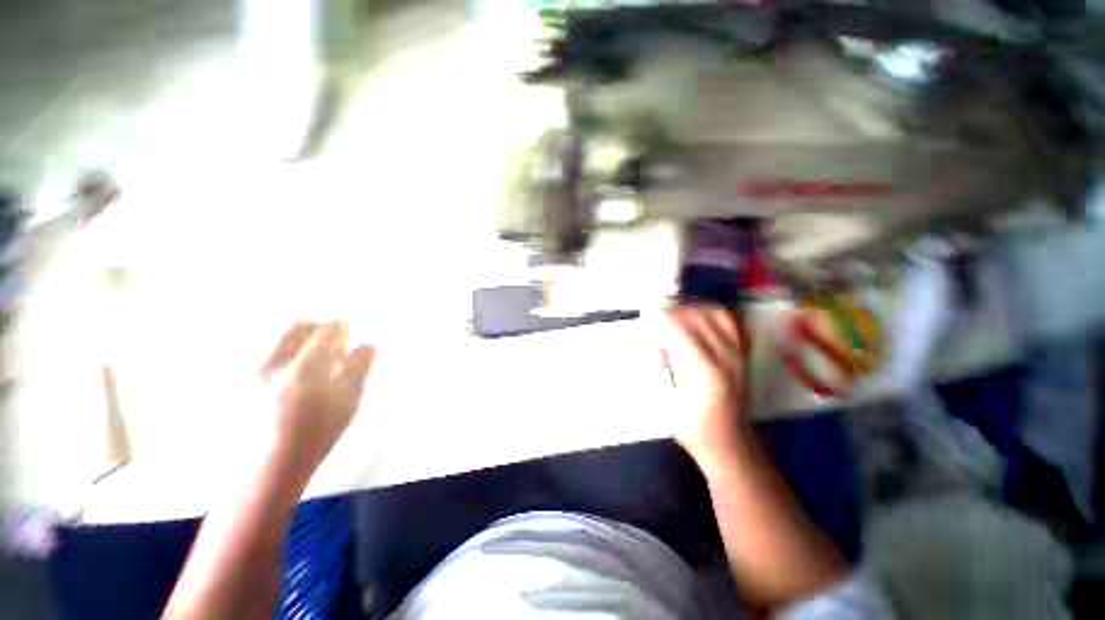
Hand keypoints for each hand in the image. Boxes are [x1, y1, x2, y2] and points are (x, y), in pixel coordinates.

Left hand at [259, 321, 375, 471]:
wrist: (265, 469)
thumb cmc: (314, 436)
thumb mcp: (347, 403)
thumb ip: (358, 369)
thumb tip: (368, 345)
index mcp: (305, 369)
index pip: (327, 331)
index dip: (341, 327)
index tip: (349, 332)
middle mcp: (272, 364)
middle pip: (295, 327)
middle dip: (316, 328)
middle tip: (329, 343)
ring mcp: (250, 373)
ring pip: (278, 340)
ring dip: (298, 341)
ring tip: (310, 361)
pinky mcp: (237, 382)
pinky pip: (264, 354)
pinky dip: (282, 355)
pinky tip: (288, 377)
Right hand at [661, 306, 747, 471]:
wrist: (729, 442)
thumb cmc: (692, 428)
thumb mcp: (666, 402)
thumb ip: (659, 366)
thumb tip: (655, 340)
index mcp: (702, 372)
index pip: (679, 329)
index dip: (659, 318)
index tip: (646, 318)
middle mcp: (724, 357)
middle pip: (697, 317)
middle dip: (672, 313)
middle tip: (658, 321)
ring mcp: (738, 354)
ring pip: (715, 314)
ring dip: (692, 310)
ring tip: (677, 318)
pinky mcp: (744, 355)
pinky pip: (732, 322)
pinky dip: (713, 314)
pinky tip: (700, 320)